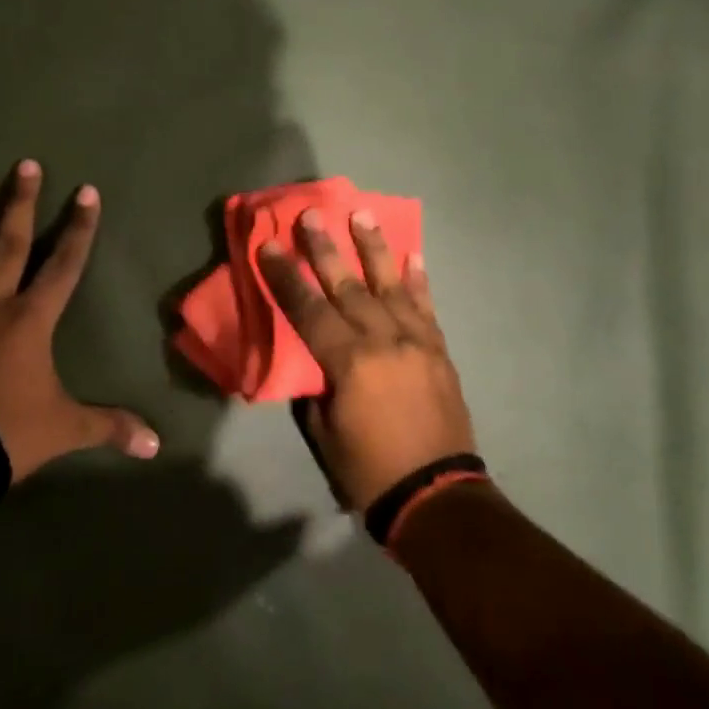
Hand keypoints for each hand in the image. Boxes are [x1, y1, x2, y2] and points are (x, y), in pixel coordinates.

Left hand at [0, 161, 160, 482]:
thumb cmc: (5, 433)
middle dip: (21, 202)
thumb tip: (156, 446)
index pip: (63, 264)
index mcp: (30, 319)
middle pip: (9, 242)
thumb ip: (110, 427)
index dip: (78, 228)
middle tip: (25, 164)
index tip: (86, 191)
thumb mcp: (66, 428)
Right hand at [258, 209, 474, 511]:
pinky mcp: (439, 350)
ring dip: (373, 248)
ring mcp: (416, 342)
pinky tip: (413, 256)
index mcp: (349, 362)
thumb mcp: (324, 431)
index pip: (308, 309)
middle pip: (347, 286)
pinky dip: (418, 280)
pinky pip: (426, 307)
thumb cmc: (369, 469)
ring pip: (390, 285)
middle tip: (310, 214)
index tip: (269, 245)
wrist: (437, 494)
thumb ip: (318, 385)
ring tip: (361, 214)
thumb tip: (317, 358)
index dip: (285, 276)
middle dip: (325, 248)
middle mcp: (383, 340)